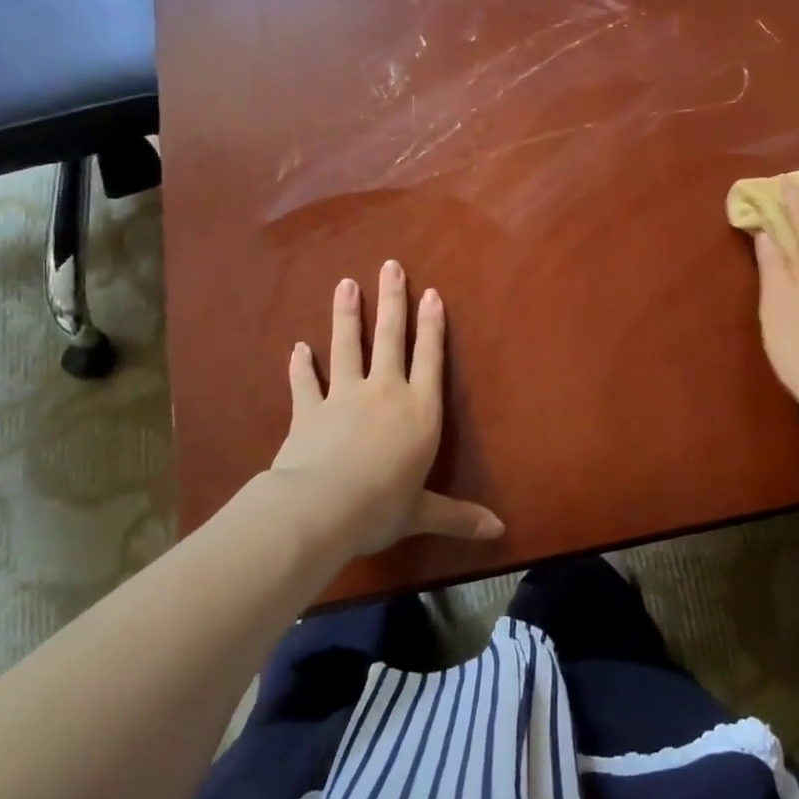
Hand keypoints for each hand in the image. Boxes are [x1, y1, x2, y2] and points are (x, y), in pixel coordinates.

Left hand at [266, 260, 502, 559]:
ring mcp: (344, 396)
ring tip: (346, 284)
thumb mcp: (424, 513)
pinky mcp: (309, 410)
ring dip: (346, 315)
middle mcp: (385, 392)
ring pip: (347, 347)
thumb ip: (459, 517)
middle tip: (390, 266)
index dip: (431, 325)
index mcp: (420, 411)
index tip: (430, 293)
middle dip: (391, 301)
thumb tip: (500, 532)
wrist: (322, 507)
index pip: (430, 358)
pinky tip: (298, 348)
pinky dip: (301, 365)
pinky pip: (305, 382)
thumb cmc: (383, 506)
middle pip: (389, 338)